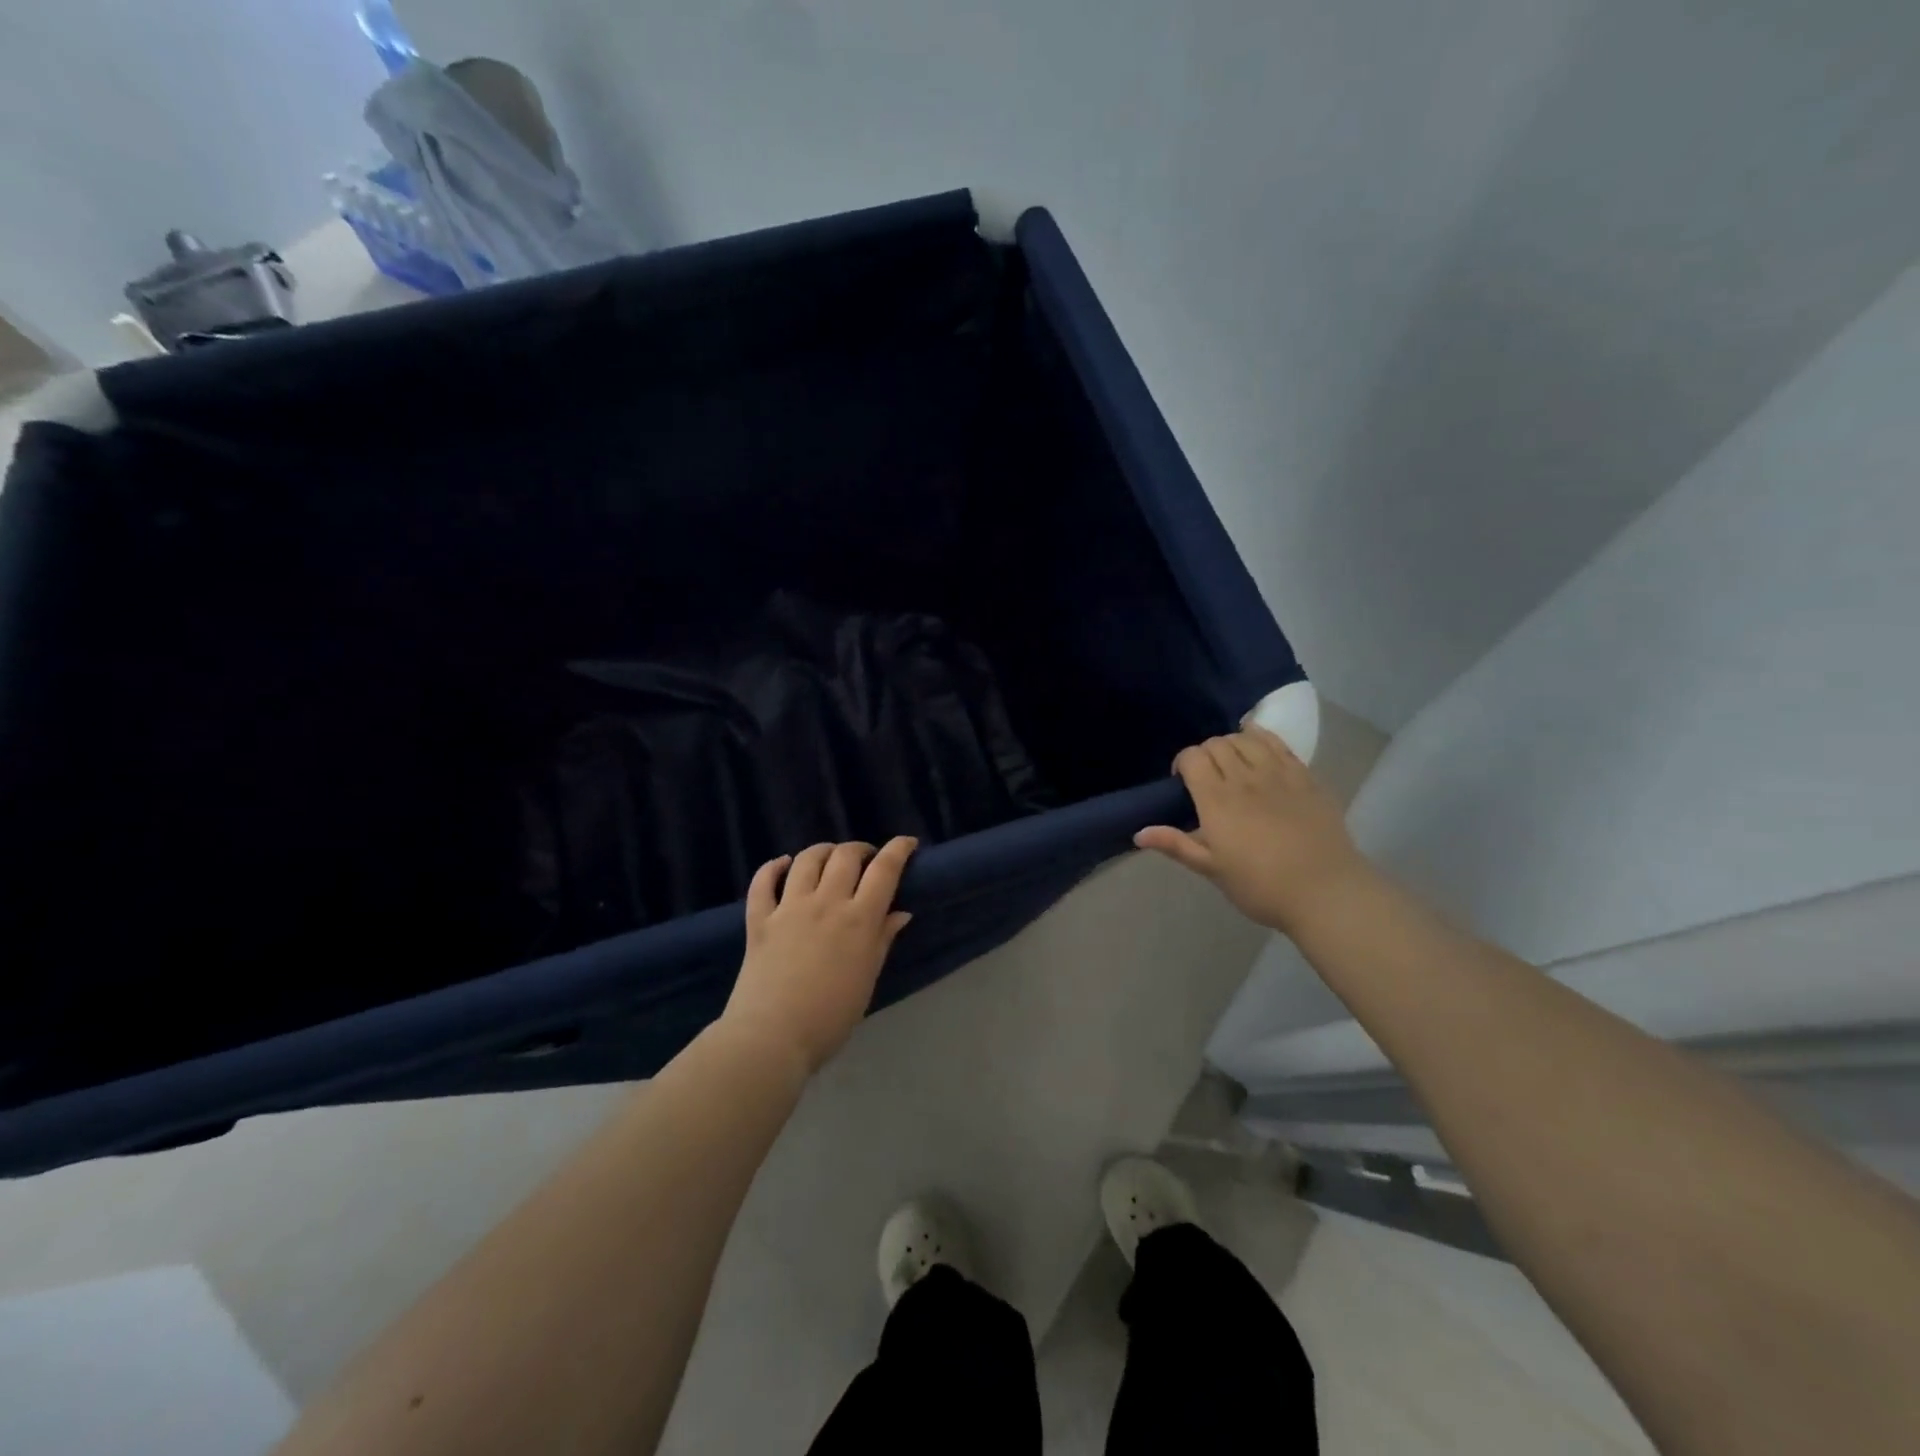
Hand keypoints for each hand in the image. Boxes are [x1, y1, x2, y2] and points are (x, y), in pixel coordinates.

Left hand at [723, 837, 917, 1071]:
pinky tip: (782, 865)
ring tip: (829, 858)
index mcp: (859, 919)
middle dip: (860, 849)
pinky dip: (772, 867)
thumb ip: (882, 940)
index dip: (898, 849)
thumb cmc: (830, 1017)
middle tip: (866, 858)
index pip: (885, 869)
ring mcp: (789, 908)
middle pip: (845, 856)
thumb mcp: (867, 979)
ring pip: (806, 860)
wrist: (772, 1037)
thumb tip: (900, 912)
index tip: (907, 843)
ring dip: (822, 851)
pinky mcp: (759, 919)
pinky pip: (762, 881)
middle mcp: (826, 902)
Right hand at [1135, 726, 1372, 933]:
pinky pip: (1279, 743)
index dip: (1182, 762)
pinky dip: (1262, 738)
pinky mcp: (1305, 776)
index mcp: (1216, 800)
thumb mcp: (1212, 869)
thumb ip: (1176, 845)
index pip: (1192, 757)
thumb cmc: (1260, 886)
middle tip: (1207, 776)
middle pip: (1217, 744)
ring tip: (1233, 762)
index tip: (1182, 782)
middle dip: (1205, 753)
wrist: (1325, 891)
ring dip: (1232, 743)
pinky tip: (1259, 746)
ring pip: (1246, 738)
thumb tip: (1139, 833)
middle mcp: (1244, 778)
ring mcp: (1278, 774)